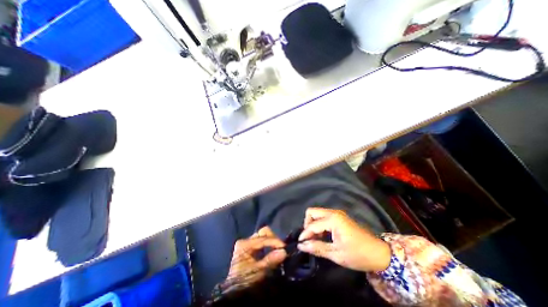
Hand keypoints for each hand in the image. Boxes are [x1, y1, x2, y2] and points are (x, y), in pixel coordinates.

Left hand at [225, 226, 287, 290]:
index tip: (284, 247)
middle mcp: (246, 240)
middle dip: (273, 239)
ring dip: (272, 242)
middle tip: (281, 248)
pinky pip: (262, 242)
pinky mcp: (250, 249)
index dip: (275, 241)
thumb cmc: (245, 282)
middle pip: (263, 233)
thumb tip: (284, 251)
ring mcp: (248, 244)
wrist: (235, 294)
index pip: (263, 238)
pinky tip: (274, 251)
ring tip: (279, 249)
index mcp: (244, 244)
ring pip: (264, 236)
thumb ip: (270, 260)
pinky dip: (269, 245)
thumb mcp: (257, 272)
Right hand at [298, 207, 391, 272]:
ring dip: (313, 224)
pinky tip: (322, 235)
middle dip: (307, 224)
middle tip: (309, 238)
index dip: (305, 234)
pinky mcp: (339, 216)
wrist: (379, 253)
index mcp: (333, 220)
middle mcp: (333, 212)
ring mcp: (336, 213)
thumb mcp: (337, 254)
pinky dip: (319, 224)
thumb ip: (317, 248)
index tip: (300, 243)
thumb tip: (301, 246)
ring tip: (316, 238)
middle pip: (312, 212)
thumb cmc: (358, 255)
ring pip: (317, 213)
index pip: (313, 225)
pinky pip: (323, 216)